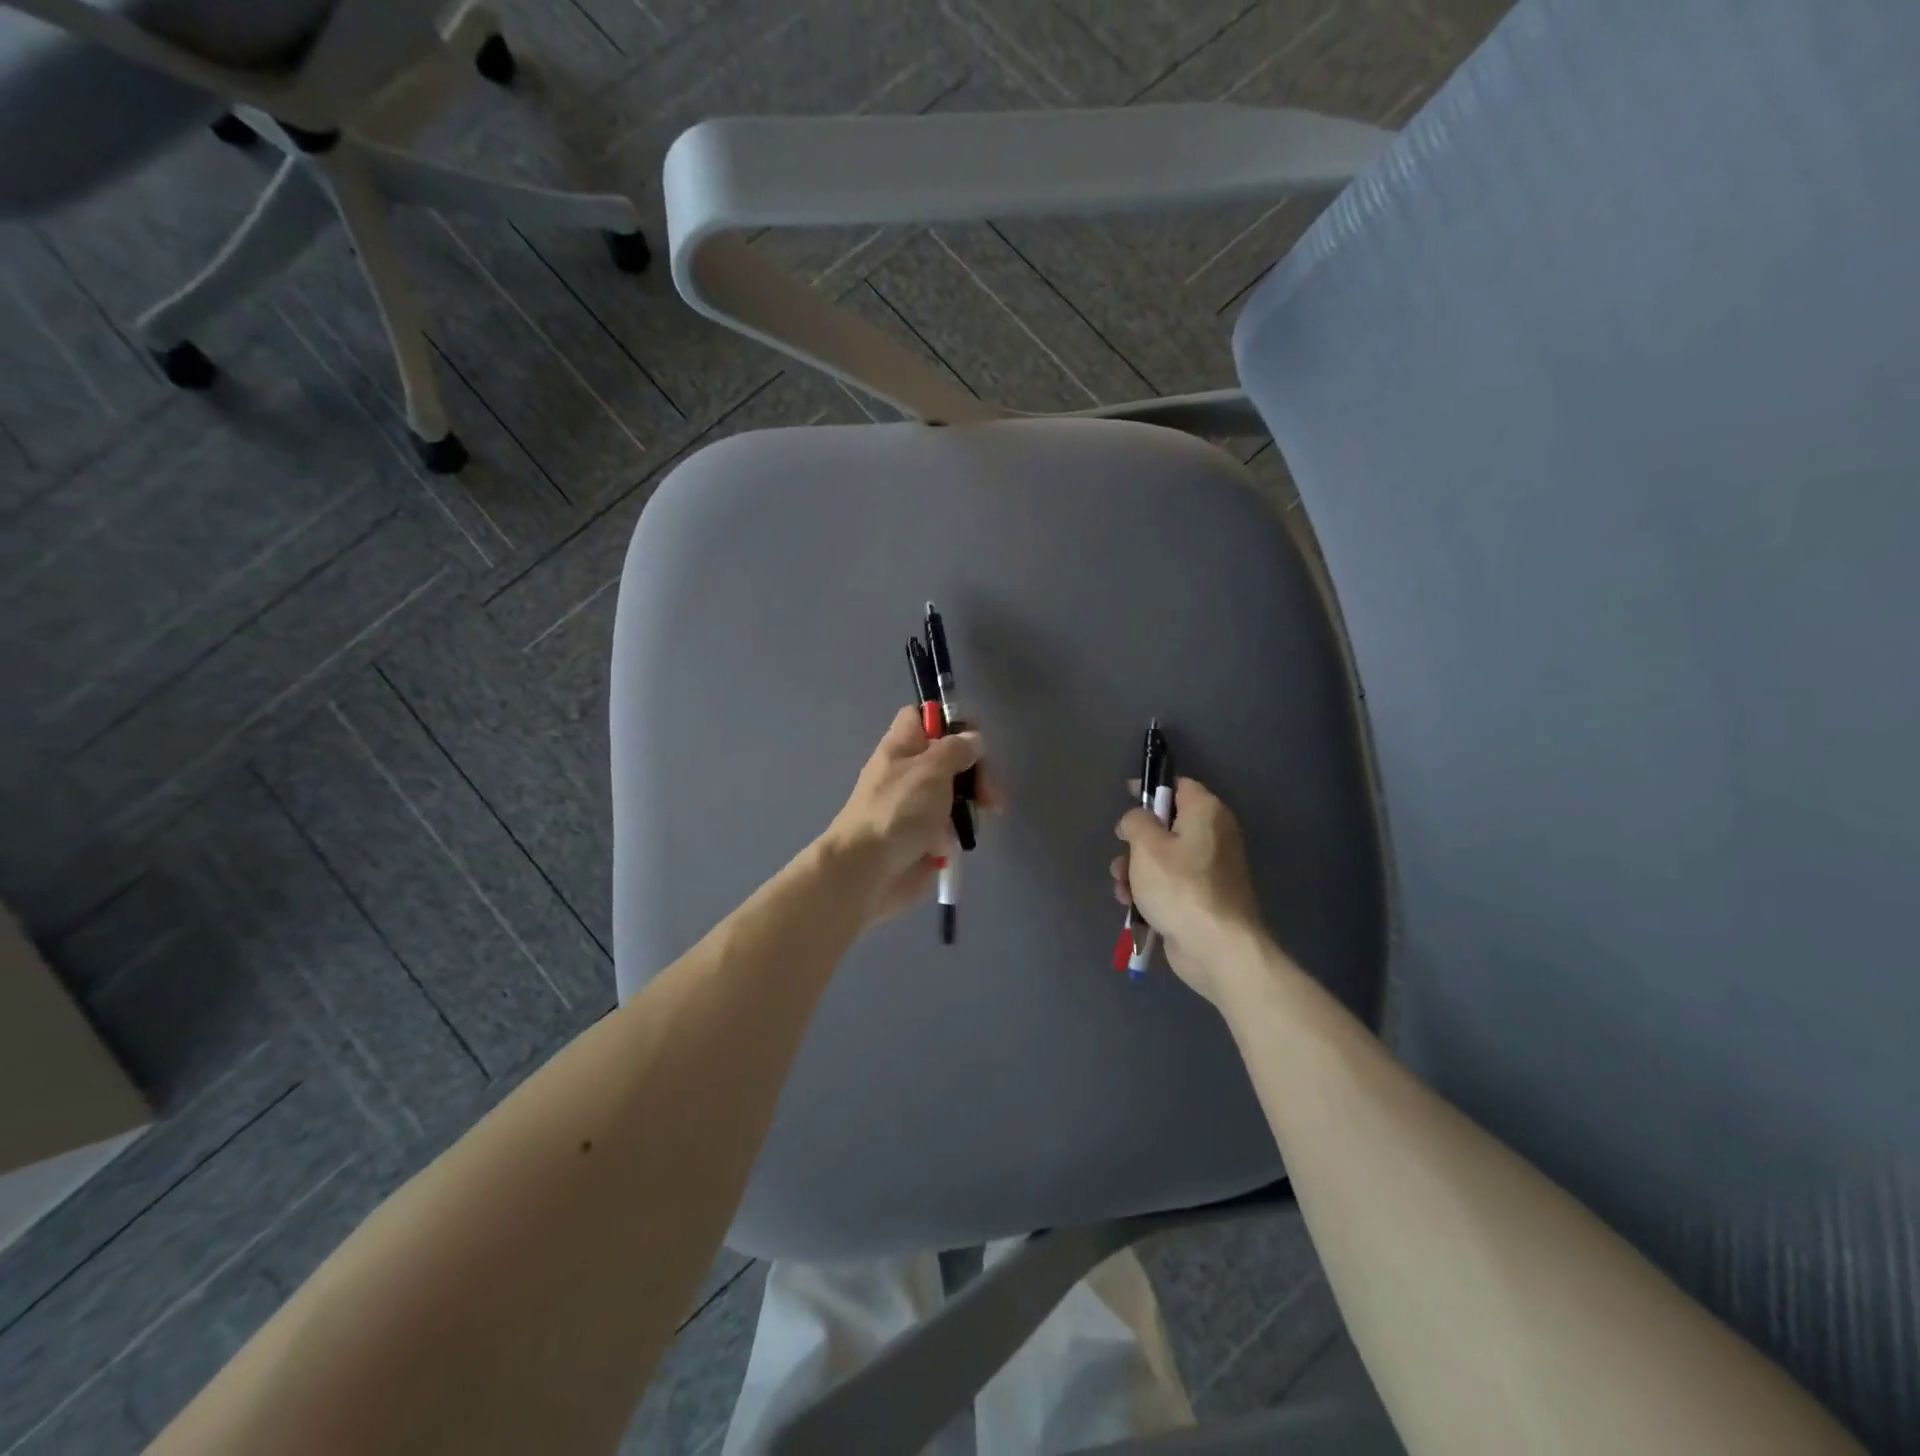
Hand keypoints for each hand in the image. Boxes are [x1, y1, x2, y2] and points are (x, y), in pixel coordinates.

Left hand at [824, 707, 990, 925]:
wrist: (867, 872)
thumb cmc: (898, 811)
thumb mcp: (931, 769)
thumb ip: (956, 750)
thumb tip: (971, 740)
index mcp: (902, 747)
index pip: (923, 717)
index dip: (949, 721)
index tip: (975, 738)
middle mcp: (908, 773)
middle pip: (950, 759)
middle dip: (975, 775)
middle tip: (989, 796)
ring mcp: (915, 807)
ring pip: (955, 796)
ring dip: (968, 809)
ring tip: (971, 826)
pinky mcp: (922, 837)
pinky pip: (949, 828)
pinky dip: (955, 836)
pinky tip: (951, 846)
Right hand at [1111, 777, 1263, 1005]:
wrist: (1217, 948)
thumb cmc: (1180, 887)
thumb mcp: (1146, 845)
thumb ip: (1135, 821)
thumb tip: (1135, 820)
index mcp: (1206, 813)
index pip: (1178, 785)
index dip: (1151, 788)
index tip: (1125, 797)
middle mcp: (1214, 836)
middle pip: (1167, 825)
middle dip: (1136, 841)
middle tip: (1121, 853)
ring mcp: (1210, 870)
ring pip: (1164, 858)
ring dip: (1137, 870)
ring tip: (1122, 888)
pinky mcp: (1204, 898)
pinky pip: (1171, 884)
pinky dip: (1150, 891)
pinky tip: (1132, 906)